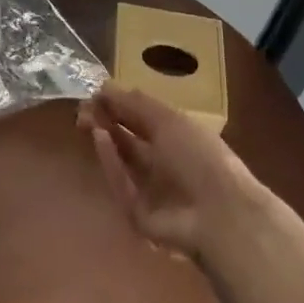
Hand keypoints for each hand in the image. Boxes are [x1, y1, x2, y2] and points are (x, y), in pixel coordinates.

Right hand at [78, 84, 269, 257]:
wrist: (219, 214)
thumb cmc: (199, 156)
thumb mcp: (168, 119)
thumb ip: (134, 103)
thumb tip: (104, 86)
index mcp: (178, 138)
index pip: (143, 118)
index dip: (120, 104)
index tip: (96, 93)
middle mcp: (164, 163)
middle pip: (129, 140)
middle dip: (107, 122)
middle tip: (84, 108)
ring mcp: (152, 191)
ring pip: (122, 162)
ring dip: (106, 139)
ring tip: (87, 119)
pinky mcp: (139, 215)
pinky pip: (121, 186)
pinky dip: (110, 163)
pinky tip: (99, 139)